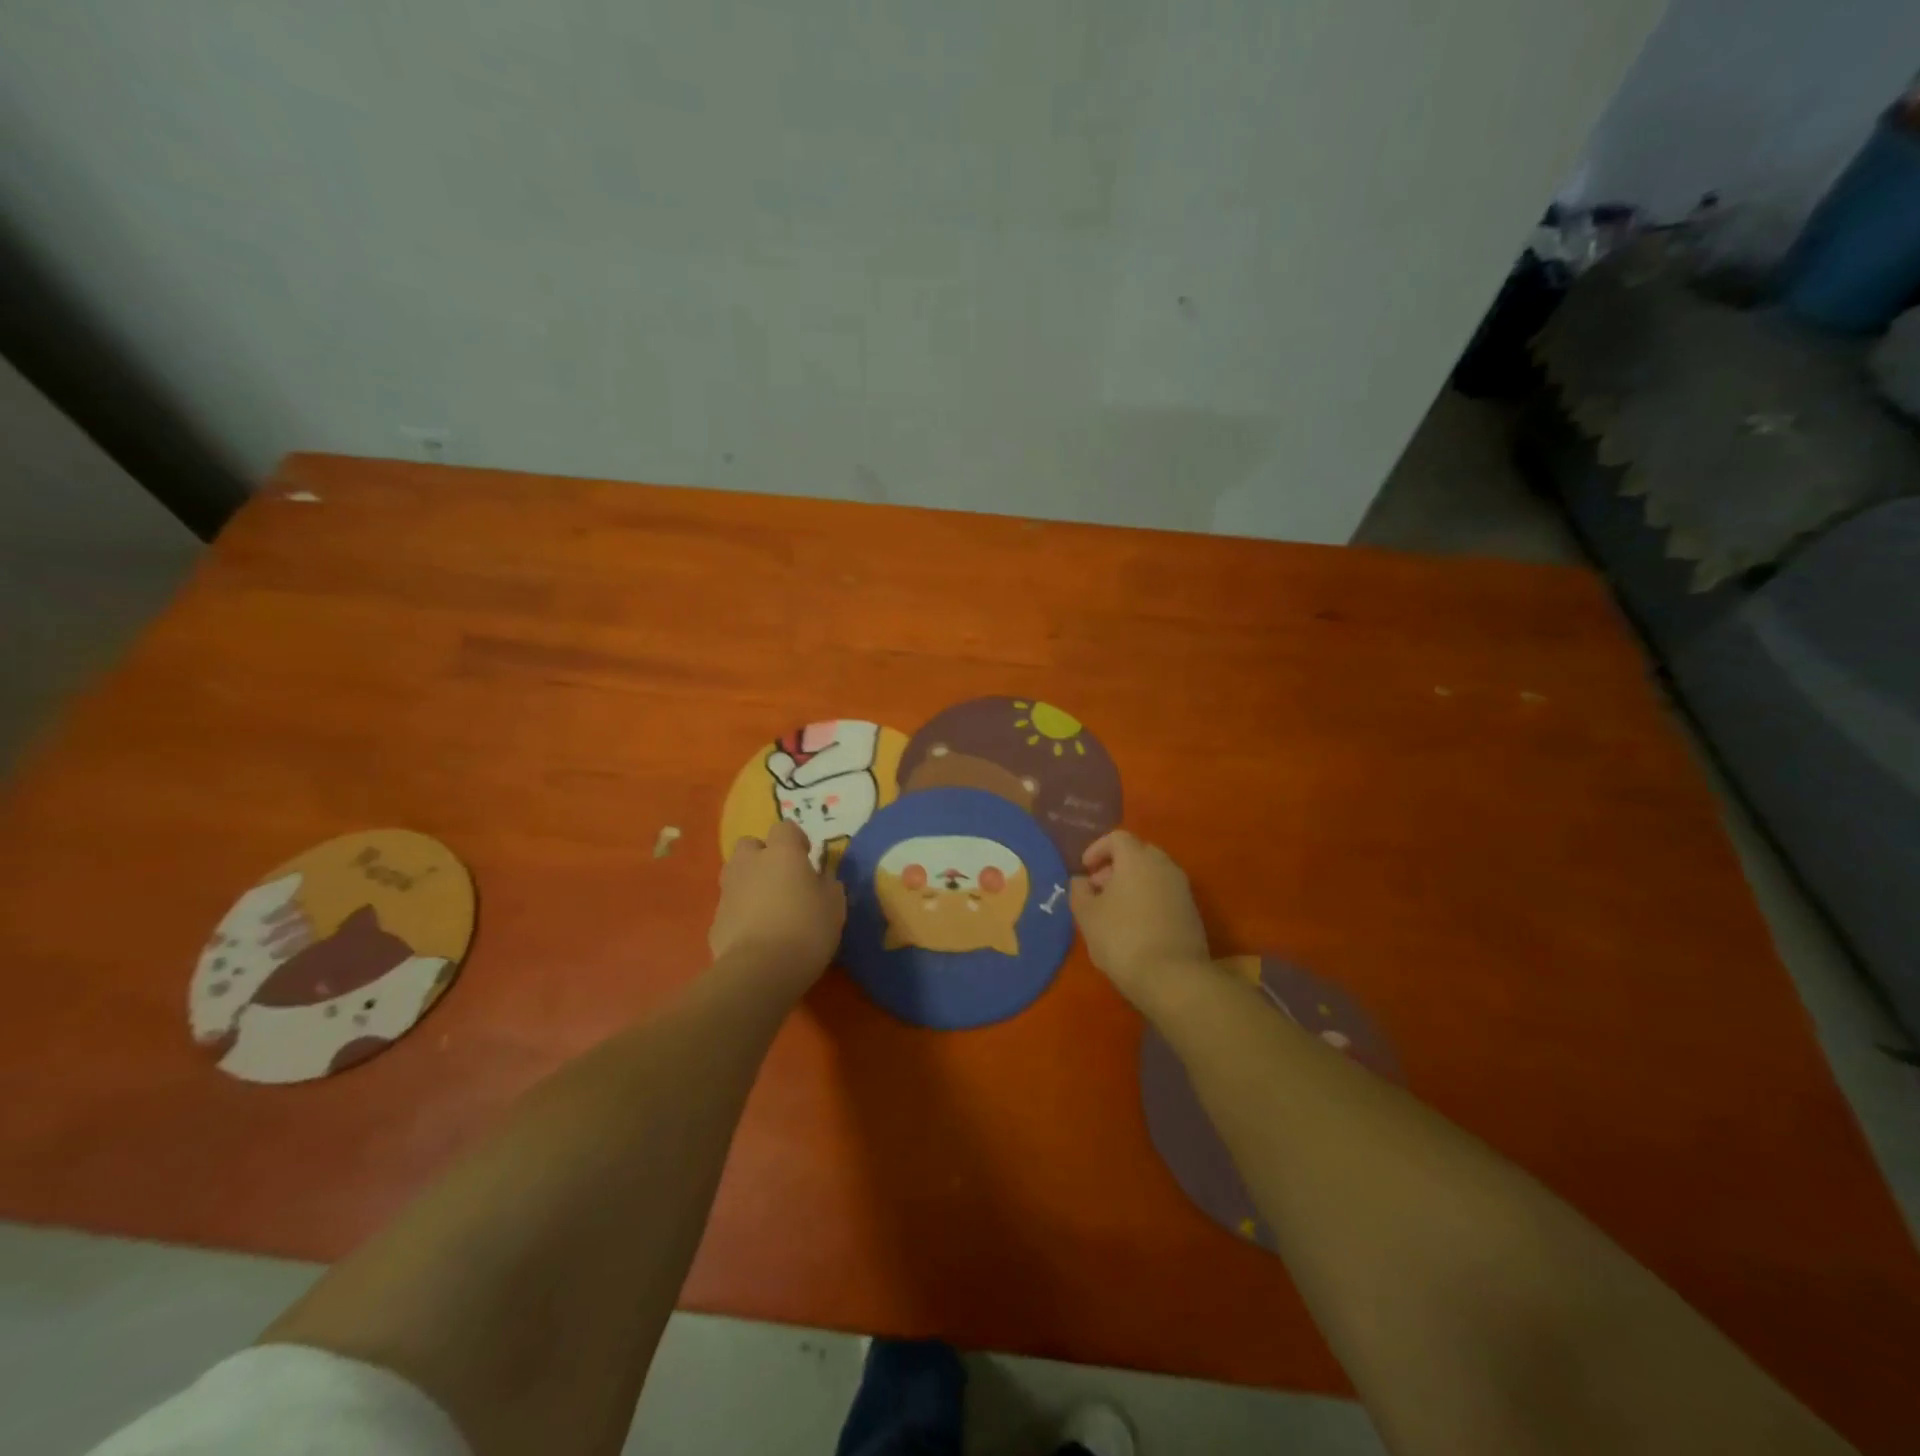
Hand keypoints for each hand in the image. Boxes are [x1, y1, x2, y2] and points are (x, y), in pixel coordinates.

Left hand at [710, 820, 846, 987]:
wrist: (760, 970)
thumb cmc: (806, 929)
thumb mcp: (834, 906)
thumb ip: (828, 885)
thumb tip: (822, 879)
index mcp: (782, 853)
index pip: (785, 828)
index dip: (796, 840)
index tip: (807, 858)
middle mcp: (750, 864)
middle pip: (750, 845)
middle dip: (763, 856)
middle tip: (782, 878)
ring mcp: (728, 891)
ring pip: (735, 874)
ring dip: (749, 881)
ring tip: (767, 905)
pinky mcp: (715, 920)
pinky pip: (729, 906)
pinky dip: (740, 912)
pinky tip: (755, 934)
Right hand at [1071, 830, 1210, 1013]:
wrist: (1173, 977)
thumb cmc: (1122, 938)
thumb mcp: (1087, 915)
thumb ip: (1079, 891)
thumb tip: (1081, 881)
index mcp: (1137, 858)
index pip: (1117, 838)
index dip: (1097, 849)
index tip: (1085, 869)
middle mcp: (1164, 865)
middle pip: (1138, 853)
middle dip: (1115, 866)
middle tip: (1098, 889)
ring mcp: (1182, 889)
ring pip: (1153, 874)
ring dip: (1132, 884)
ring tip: (1114, 911)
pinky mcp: (1192, 912)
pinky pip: (1165, 894)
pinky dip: (1148, 900)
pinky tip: (1135, 926)